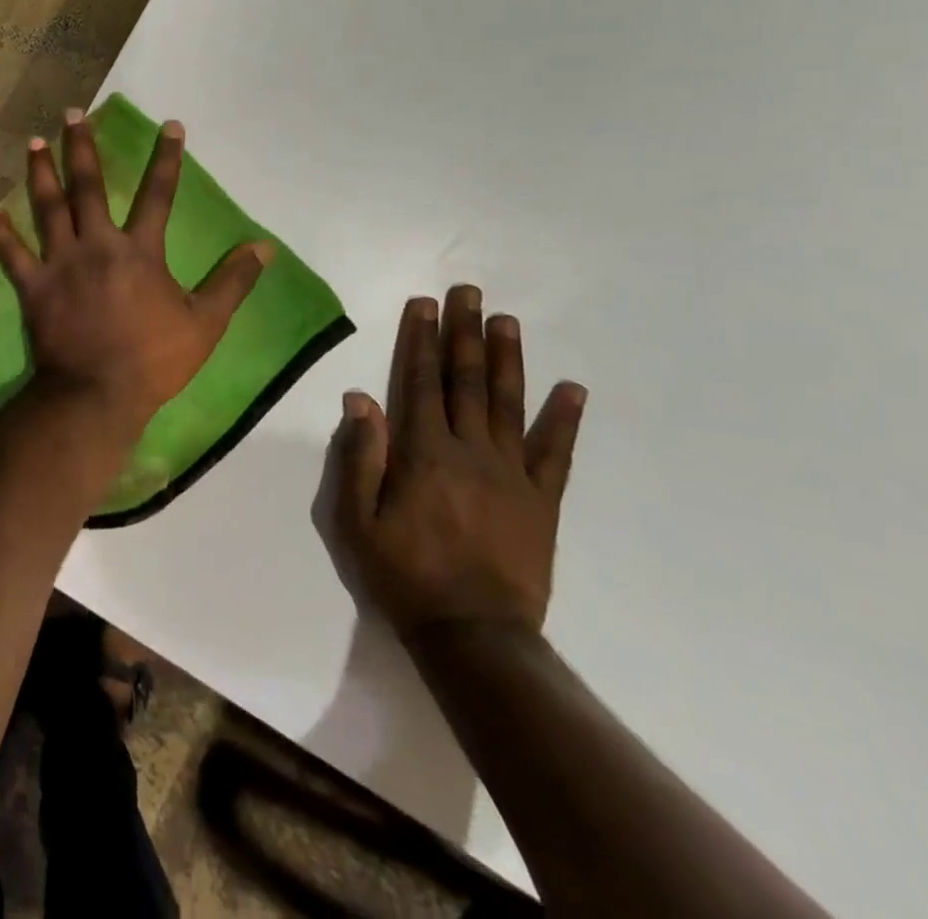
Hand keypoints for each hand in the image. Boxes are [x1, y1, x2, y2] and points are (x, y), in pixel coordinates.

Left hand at [0, 109, 270, 429]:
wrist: (97, 393)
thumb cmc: (154, 359)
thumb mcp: (206, 323)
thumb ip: (233, 281)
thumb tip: (264, 247)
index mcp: (139, 251)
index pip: (158, 195)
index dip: (166, 159)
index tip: (169, 125)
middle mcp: (97, 245)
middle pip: (88, 187)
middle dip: (81, 147)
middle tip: (71, 114)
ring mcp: (60, 264)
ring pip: (48, 208)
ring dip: (40, 173)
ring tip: (34, 142)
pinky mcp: (33, 287)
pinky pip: (13, 255)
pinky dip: (2, 234)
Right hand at [324, 286, 585, 638]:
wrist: (473, 635)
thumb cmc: (402, 573)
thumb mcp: (356, 519)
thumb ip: (359, 455)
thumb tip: (359, 396)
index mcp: (422, 452)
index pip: (419, 380)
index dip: (420, 338)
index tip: (425, 303)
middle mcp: (469, 450)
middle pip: (466, 380)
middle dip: (464, 332)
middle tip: (469, 292)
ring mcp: (512, 473)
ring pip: (509, 403)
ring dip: (508, 358)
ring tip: (507, 320)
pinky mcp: (542, 501)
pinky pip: (556, 453)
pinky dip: (565, 419)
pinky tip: (572, 388)